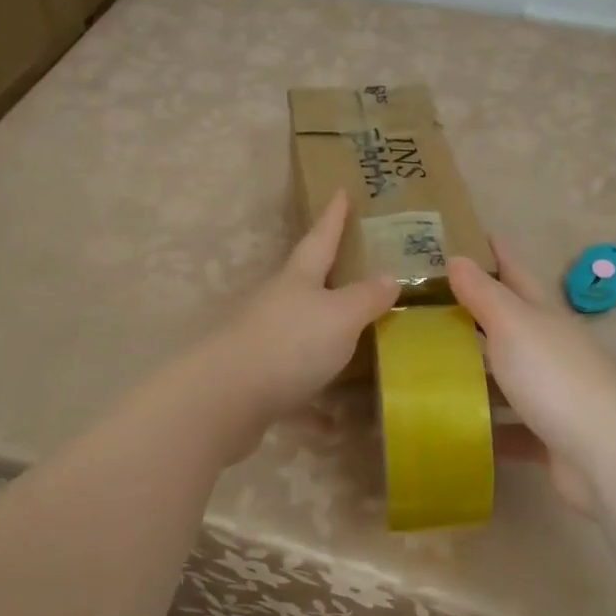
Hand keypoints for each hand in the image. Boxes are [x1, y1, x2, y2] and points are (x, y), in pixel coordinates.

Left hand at [206, 190, 398, 455]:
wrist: (225, 400)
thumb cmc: (290, 344)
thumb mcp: (340, 316)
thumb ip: (366, 298)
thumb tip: (389, 277)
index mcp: (297, 280)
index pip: (320, 238)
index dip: (334, 216)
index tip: (341, 191)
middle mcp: (277, 306)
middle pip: (307, 285)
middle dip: (330, 278)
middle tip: (358, 271)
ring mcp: (263, 344)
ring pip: (300, 337)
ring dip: (324, 344)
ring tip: (357, 349)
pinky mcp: (256, 384)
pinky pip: (294, 391)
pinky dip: (313, 404)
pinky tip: (333, 423)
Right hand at [449, 242, 615, 510]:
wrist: (603, 453)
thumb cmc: (553, 377)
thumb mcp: (513, 325)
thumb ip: (483, 294)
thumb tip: (458, 257)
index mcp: (543, 317)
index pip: (515, 274)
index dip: (496, 253)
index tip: (471, 234)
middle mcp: (550, 349)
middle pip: (509, 324)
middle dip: (475, 312)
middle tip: (429, 304)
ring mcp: (552, 393)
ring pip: (506, 375)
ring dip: (476, 370)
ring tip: (429, 365)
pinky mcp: (547, 435)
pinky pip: (508, 426)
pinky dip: (485, 424)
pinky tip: (454, 425)